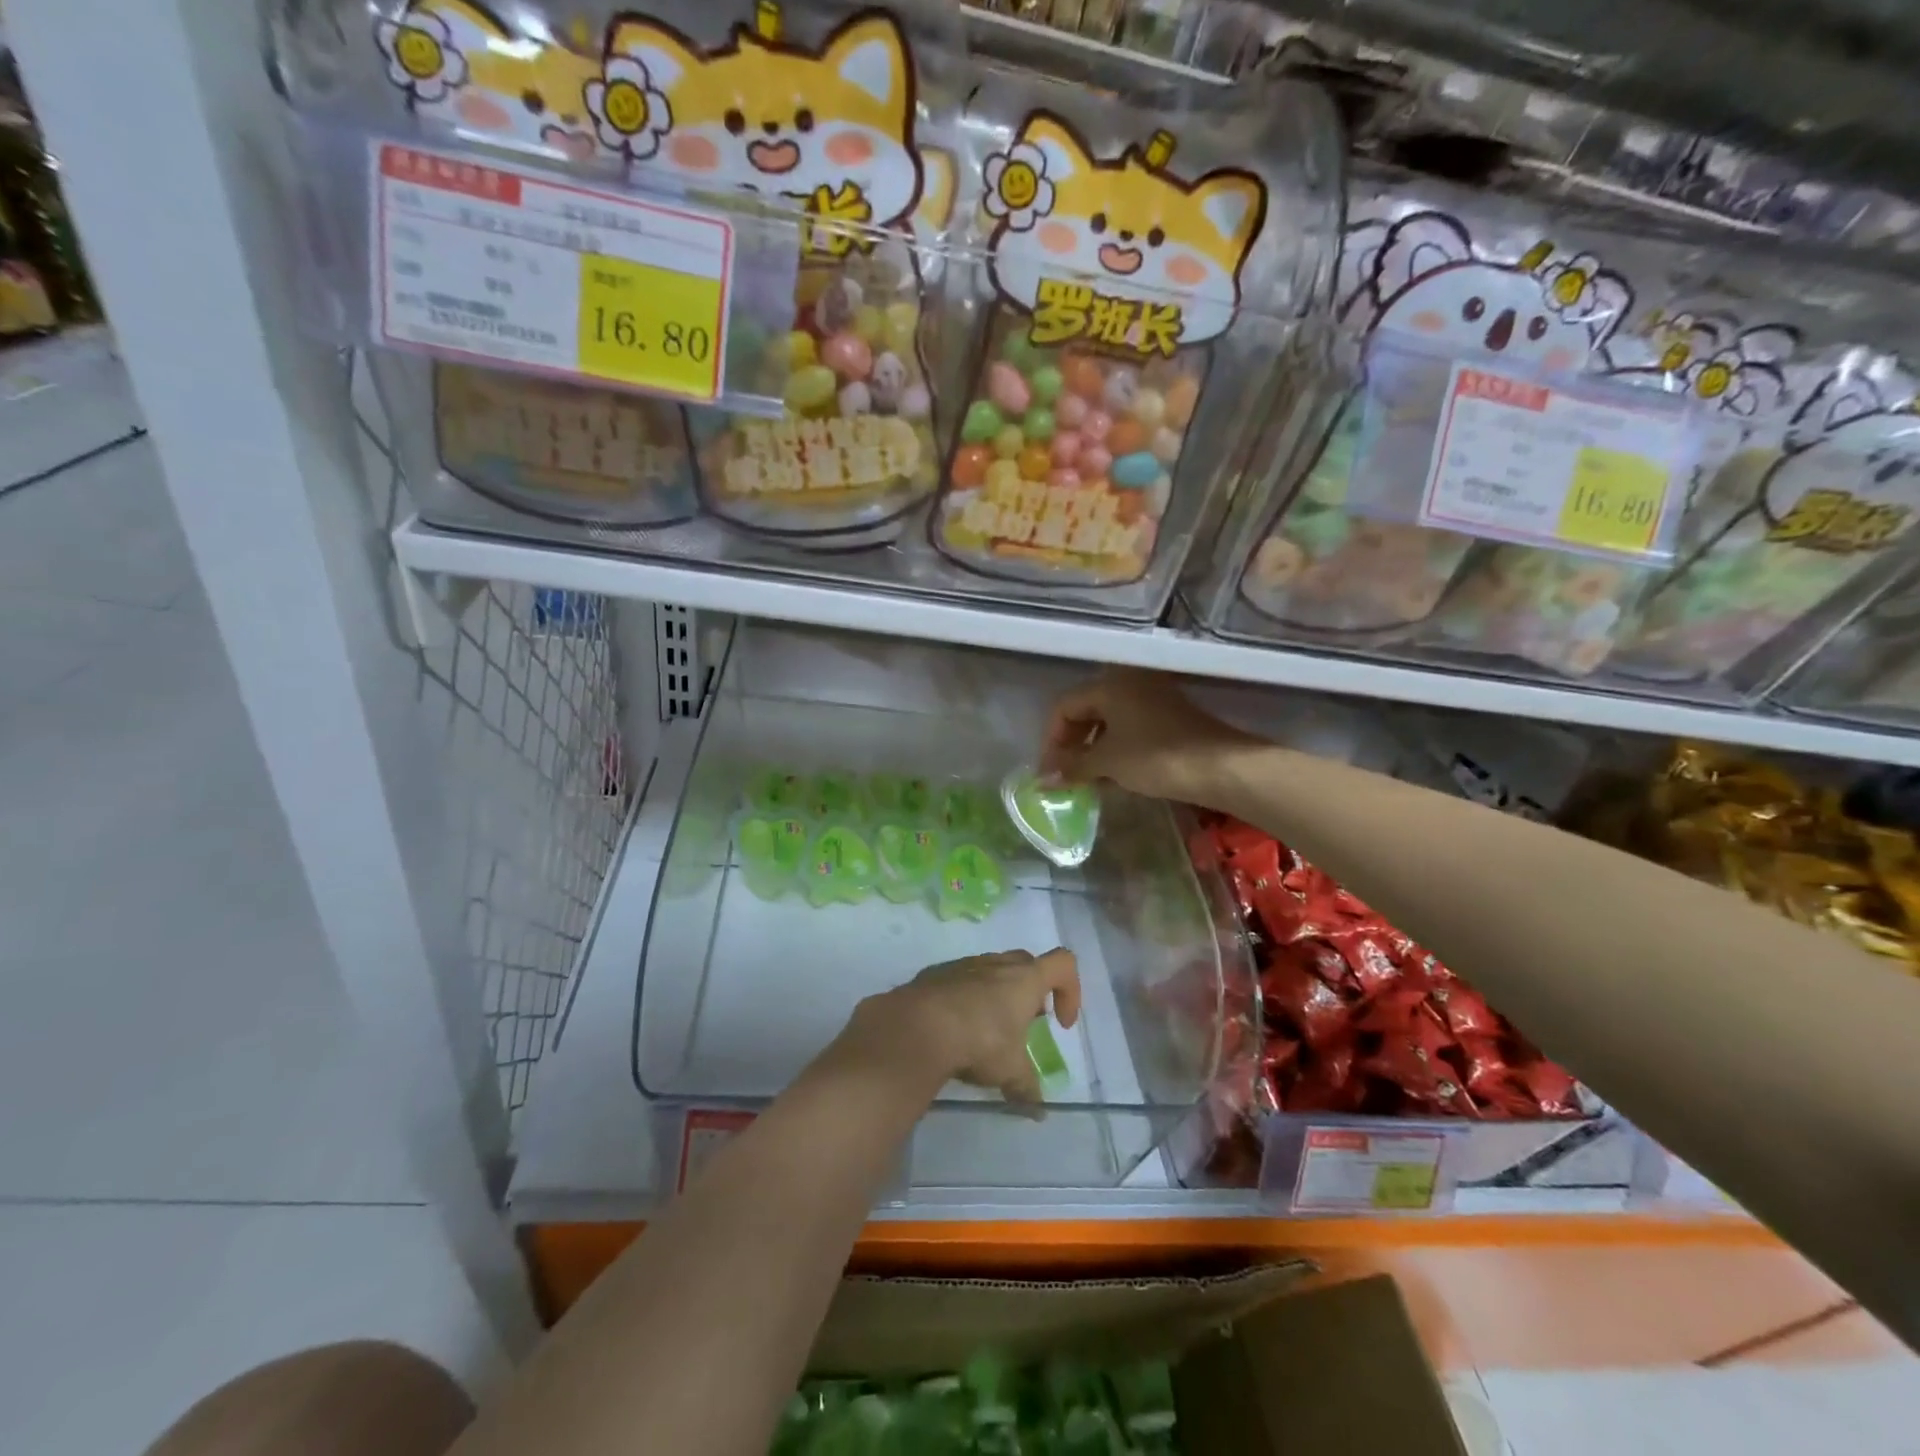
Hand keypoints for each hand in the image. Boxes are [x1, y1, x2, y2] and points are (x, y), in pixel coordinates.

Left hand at [849, 949, 1080, 1103]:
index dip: (1071, 990)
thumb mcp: (1009, 1071)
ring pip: (991, 970)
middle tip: (1025, 1025)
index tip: (1060, 1024)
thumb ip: (1027, 1088)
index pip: (1063, 964)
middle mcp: (997, 963)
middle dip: (1032, 992)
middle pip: (1026, 964)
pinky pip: (960, 980)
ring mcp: (964, 965)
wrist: (916, 1026)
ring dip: (997, 995)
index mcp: (1024, 978)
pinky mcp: (935, 974)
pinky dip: (966, 1000)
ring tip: (987, 1032)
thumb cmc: (978, 1040)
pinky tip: (955, 1029)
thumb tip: (1038, 1112)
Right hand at [1040, 668, 1255, 802]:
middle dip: (1071, 745)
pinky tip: (1113, 776)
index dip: (1050, 741)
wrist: (1222, 767)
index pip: (1064, 707)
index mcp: (1109, 685)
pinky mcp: (1169, 717)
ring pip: (1108, 721)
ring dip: (1092, 750)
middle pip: (1085, 711)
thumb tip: (1043, 780)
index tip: (1048, 773)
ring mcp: (1152, 698)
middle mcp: (1129, 683)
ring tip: (1085, 780)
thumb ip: (1072, 766)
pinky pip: (1129, 728)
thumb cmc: (1157, 757)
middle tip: (1064, 776)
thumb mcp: (1108, 762)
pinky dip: (1115, 750)